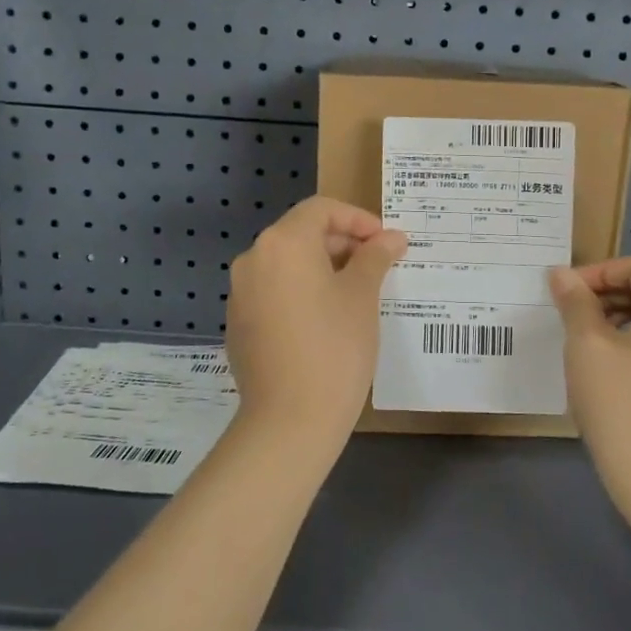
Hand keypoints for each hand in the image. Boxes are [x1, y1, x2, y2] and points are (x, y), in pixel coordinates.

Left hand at [226, 197, 406, 446]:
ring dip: (323, 268)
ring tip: (357, 293)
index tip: (385, 242)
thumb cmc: (335, 347)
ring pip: (287, 265)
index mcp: (283, 243)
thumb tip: (392, 237)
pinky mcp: (239, 325)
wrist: (290, 420)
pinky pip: (274, 293)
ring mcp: (240, 294)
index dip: (358, 219)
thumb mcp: (362, 296)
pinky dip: (301, 293)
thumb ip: (375, 257)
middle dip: (342, 243)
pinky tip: (326, 321)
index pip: (321, 210)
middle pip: (301, 234)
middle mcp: (253, 259)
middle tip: (377, 266)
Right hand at [549, 257, 630, 522]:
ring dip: (623, 319)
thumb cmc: (621, 405)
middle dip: (609, 295)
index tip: (565, 293)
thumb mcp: (586, 346)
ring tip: (587, 343)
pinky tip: (614, 371)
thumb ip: (575, 302)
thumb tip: (562, 274)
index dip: (598, 272)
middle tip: (571, 316)